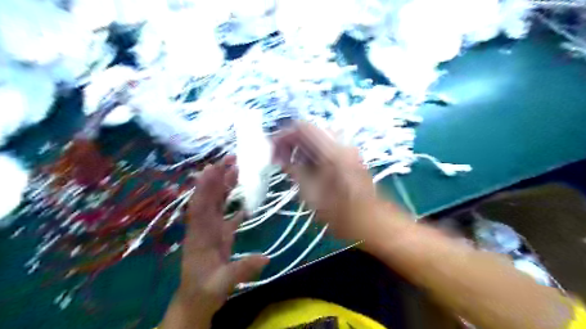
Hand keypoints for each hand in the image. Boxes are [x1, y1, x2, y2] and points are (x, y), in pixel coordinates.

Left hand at [160, 157, 268, 328]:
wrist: (196, 302)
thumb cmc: (204, 291)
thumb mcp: (222, 283)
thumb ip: (242, 269)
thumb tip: (267, 257)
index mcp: (200, 235)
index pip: (201, 205)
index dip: (205, 186)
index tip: (213, 167)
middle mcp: (204, 227)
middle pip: (209, 198)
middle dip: (216, 178)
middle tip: (230, 160)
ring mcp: (212, 230)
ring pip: (217, 203)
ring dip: (224, 186)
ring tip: (236, 170)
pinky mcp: (219, 235)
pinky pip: (226, 215)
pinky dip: (233, 205)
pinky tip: (244, 197)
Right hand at [271, 123, 393, 240]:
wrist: (373, 222)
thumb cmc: (340, 214)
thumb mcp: (311, 194)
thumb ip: (294, 170)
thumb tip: (279, 157)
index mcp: (332, 150)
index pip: (303, 127)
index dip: (284, 135)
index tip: (272, 149)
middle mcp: (341, 143)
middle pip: (311, 131)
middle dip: (292, 141)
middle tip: (279, 157)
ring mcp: (348, 149)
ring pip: (318, 138)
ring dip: (302, 147)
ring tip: (289, 163)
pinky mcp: (350, 156)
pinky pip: (326, 146)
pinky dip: (313, 152)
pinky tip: (305, 166)